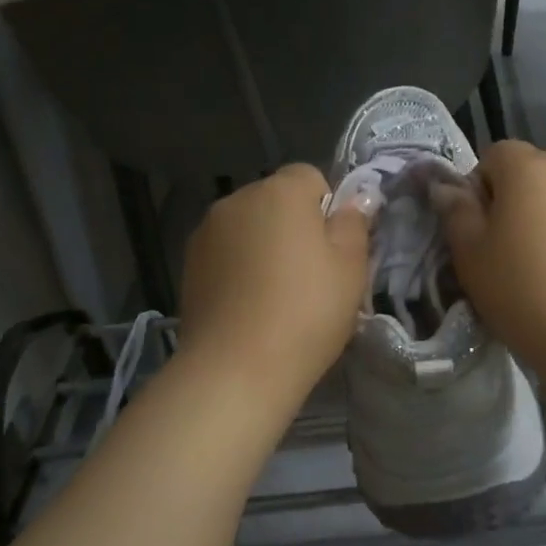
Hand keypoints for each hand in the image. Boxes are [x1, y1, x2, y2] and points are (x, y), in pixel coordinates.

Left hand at [177, 164, 368, 408]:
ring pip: (250, 227)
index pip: (311, 177)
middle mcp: (238, 199)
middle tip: (313, 275)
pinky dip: (241, 267)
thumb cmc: (306, 311)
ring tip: (277, 295)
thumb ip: (354, 223)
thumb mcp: (350, 267)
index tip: (335, 249)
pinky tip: (250, 305)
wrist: (236, 369)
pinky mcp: (189, 264)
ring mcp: (207, 231)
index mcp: (280, 191)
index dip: (328, 208)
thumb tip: (357, 200)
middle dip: (295, 226)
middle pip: (277, 201)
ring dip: (265, 246)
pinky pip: (227, 253)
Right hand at [435, 141, 545, 388]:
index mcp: (527, 168)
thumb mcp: (470, 254)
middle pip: (530, 172)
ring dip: (544, 217)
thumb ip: (455, 211)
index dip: (479, 185)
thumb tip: (445, 187)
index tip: (477, 226)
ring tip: (539, 265)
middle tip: (502, 247)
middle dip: (512, 199)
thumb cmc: (522, 289)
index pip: (494, 153)